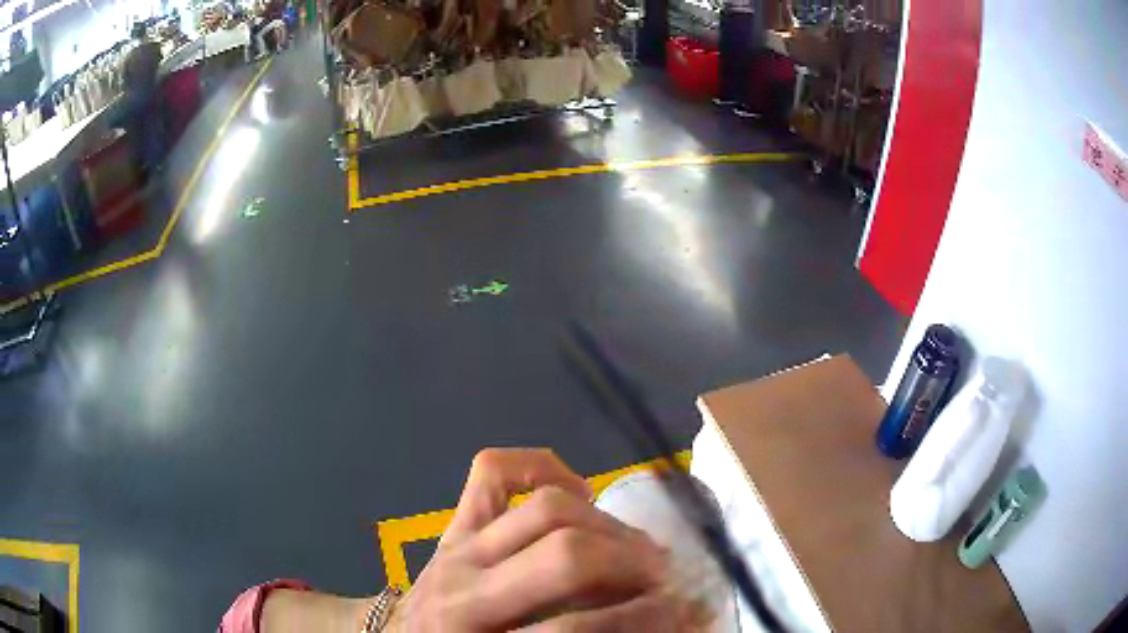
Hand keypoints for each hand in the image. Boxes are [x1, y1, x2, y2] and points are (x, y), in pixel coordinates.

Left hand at [386, 448, 709, 631]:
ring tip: (635, 546)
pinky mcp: (454, 524)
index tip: (683, 614)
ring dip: (607, 524)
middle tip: (663, 576)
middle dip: (630, 563)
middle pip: (565, 557)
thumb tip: (667, 623)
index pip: (573, 629)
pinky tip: (577, 491)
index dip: (639, 620)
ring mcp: (458, 548)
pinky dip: (543, 466)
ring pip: (545, 509)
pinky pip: (493, 472)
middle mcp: (467, 591)